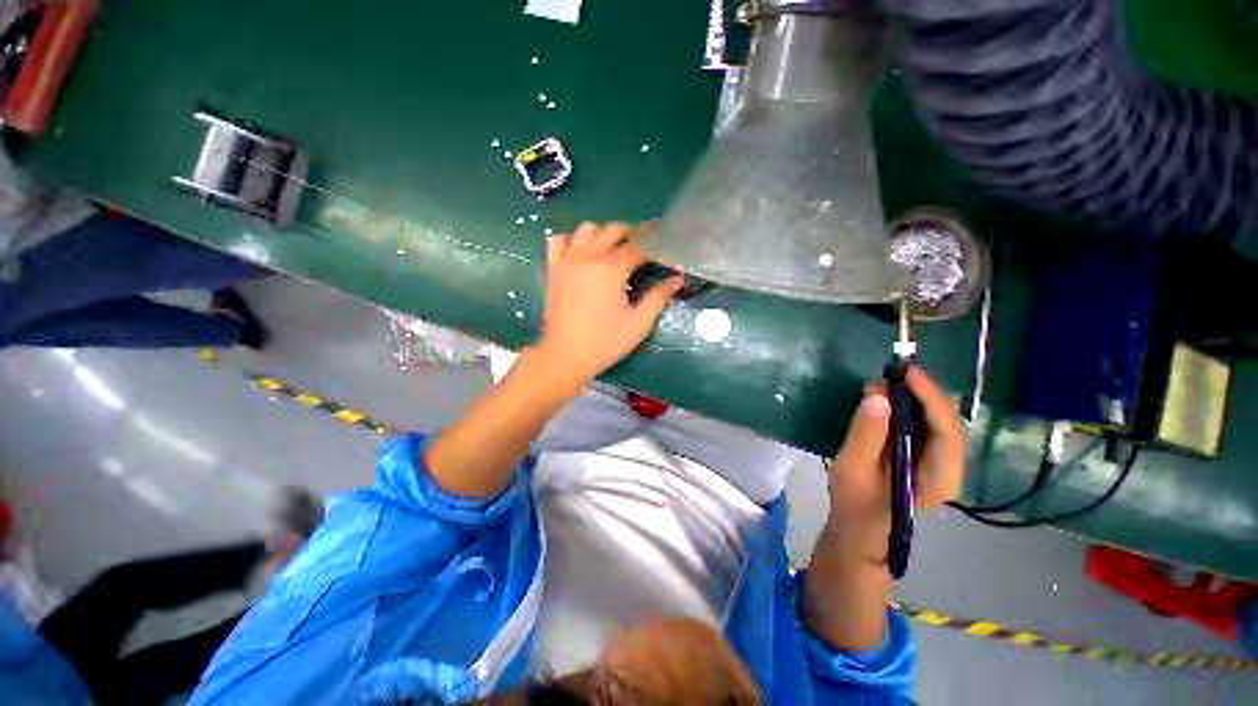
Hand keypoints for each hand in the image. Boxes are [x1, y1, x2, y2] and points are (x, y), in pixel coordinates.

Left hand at [532, 222, 682, 386]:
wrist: (565, 356)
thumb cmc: (605, 342)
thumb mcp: (639, 323)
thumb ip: (658, 297)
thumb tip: (677, 278)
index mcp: (612, 268)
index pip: (638, 247)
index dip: (653, 249)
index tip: (660, 256)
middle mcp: (589, 255)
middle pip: (614, 229)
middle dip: (631, 235)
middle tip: (641, 252)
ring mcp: (568, 259)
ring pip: (587, 229)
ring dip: (603, 234)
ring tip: (612, 251)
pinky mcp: (553, 268)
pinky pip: (560, 240)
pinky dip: (573, 240)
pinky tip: (582, 254)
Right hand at [826, 366, 965, 563]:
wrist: (859, 530)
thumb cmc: (855, 503)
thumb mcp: (853, 468)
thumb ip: (866, 434)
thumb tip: (878, 396)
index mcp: (939, 476)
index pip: (947, 429)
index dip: (930, 396)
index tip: (906, 372)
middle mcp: (949, 468)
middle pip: (946, 422)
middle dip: (920, 394)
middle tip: (886, 377)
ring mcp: (940, 463)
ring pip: (937, 422)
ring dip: (913, 399)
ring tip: (880, 386)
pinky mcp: (926, 458)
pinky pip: (925, 426)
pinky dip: (907, 408)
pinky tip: (885, 401)